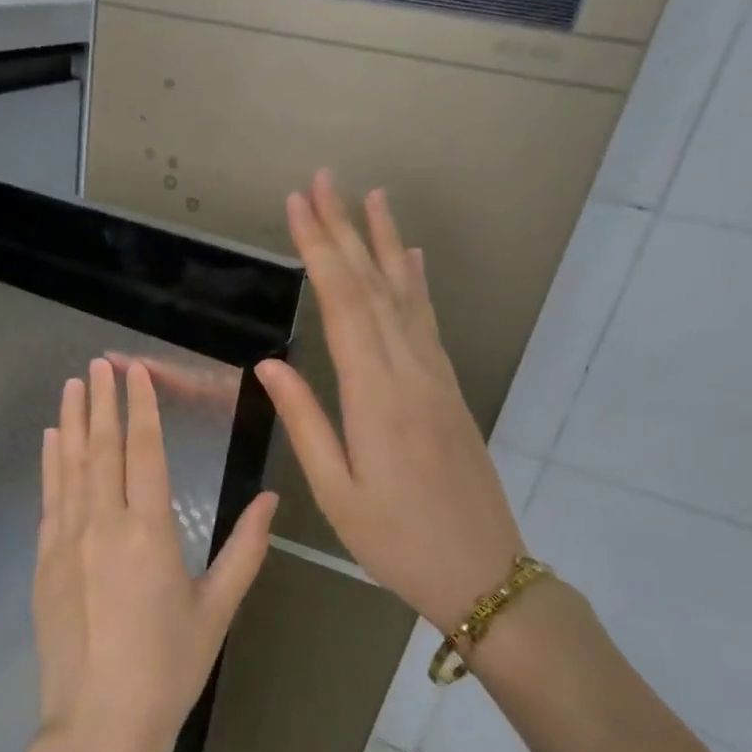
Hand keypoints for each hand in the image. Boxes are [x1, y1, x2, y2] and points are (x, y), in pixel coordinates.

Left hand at [17, 358, 277, 751]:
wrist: (100, 722)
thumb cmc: (169, 669)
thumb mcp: (217, 609)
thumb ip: (245, 550)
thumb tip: (272, 499)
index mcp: (150, 532)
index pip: (144, 452)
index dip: (140, 408)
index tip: (135, 373)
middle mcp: (103, 525)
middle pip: (102, 448)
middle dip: (102, 401)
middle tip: (99, 363)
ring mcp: (66, 541)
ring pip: (69, 466)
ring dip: (71, 422)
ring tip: (72, 386)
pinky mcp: (44, 562)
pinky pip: (48, 499)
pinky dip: (50, 464)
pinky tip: (50, 441)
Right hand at [256, 171, 523, 634]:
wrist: (482, 571)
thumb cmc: (395, 540)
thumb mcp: (336, 490)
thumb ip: (306, 421)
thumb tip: (270, 363)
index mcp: (375, 395)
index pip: (342, 305)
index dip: (320, 250)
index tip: (299, 206)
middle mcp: (409, 371)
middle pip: (374, 287)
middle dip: (345, 230)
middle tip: (324, 180)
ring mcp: (436, 377)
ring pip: (406, 296)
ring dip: (385, 244)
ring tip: (372, 198)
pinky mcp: (449, 390)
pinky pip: (428, 323)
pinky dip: (416, 284)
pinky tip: (412, 260)